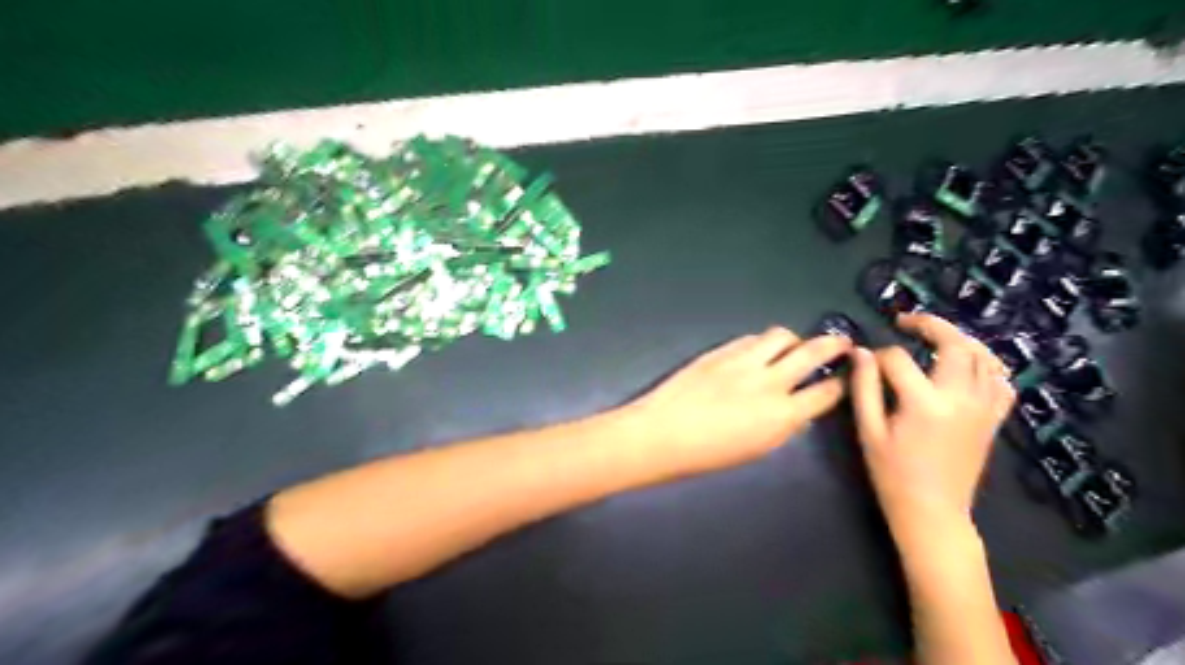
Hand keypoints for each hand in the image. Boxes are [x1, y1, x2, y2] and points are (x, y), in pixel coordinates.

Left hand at [629, 328, 850, 477]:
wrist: (661, 433)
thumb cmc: (706, 454)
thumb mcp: (756, 449)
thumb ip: (782, 424)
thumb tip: (796, 409)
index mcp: (782, 415)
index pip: (826, 392)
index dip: (841, 383)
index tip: (846, 377)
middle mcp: (769, 382)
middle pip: (812, 352)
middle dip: (833, 345)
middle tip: (842, 342)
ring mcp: (744, 361)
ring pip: (781, 335)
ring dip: (794, 339)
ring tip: (793, 346)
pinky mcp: (721, 351)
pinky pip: (751, 338)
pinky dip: (762, 342)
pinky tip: (759, 350)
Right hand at [848, 314, 1012, 532]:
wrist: (933, 511)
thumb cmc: (892, 473)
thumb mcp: (869, 430)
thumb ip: (864, 387)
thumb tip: (860, 352)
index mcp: (925, 403)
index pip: (898, 359)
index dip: (878, 355)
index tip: (866, 363)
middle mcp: (961, 398)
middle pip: (955, 343)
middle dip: (929, 324)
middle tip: (906, 321)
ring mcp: (984, 407)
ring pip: (984, 356)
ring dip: (959, 339)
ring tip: (935, 337)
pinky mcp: (994, 418)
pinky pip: (1002, 380)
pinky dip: (986, 364)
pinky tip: (967, 365)